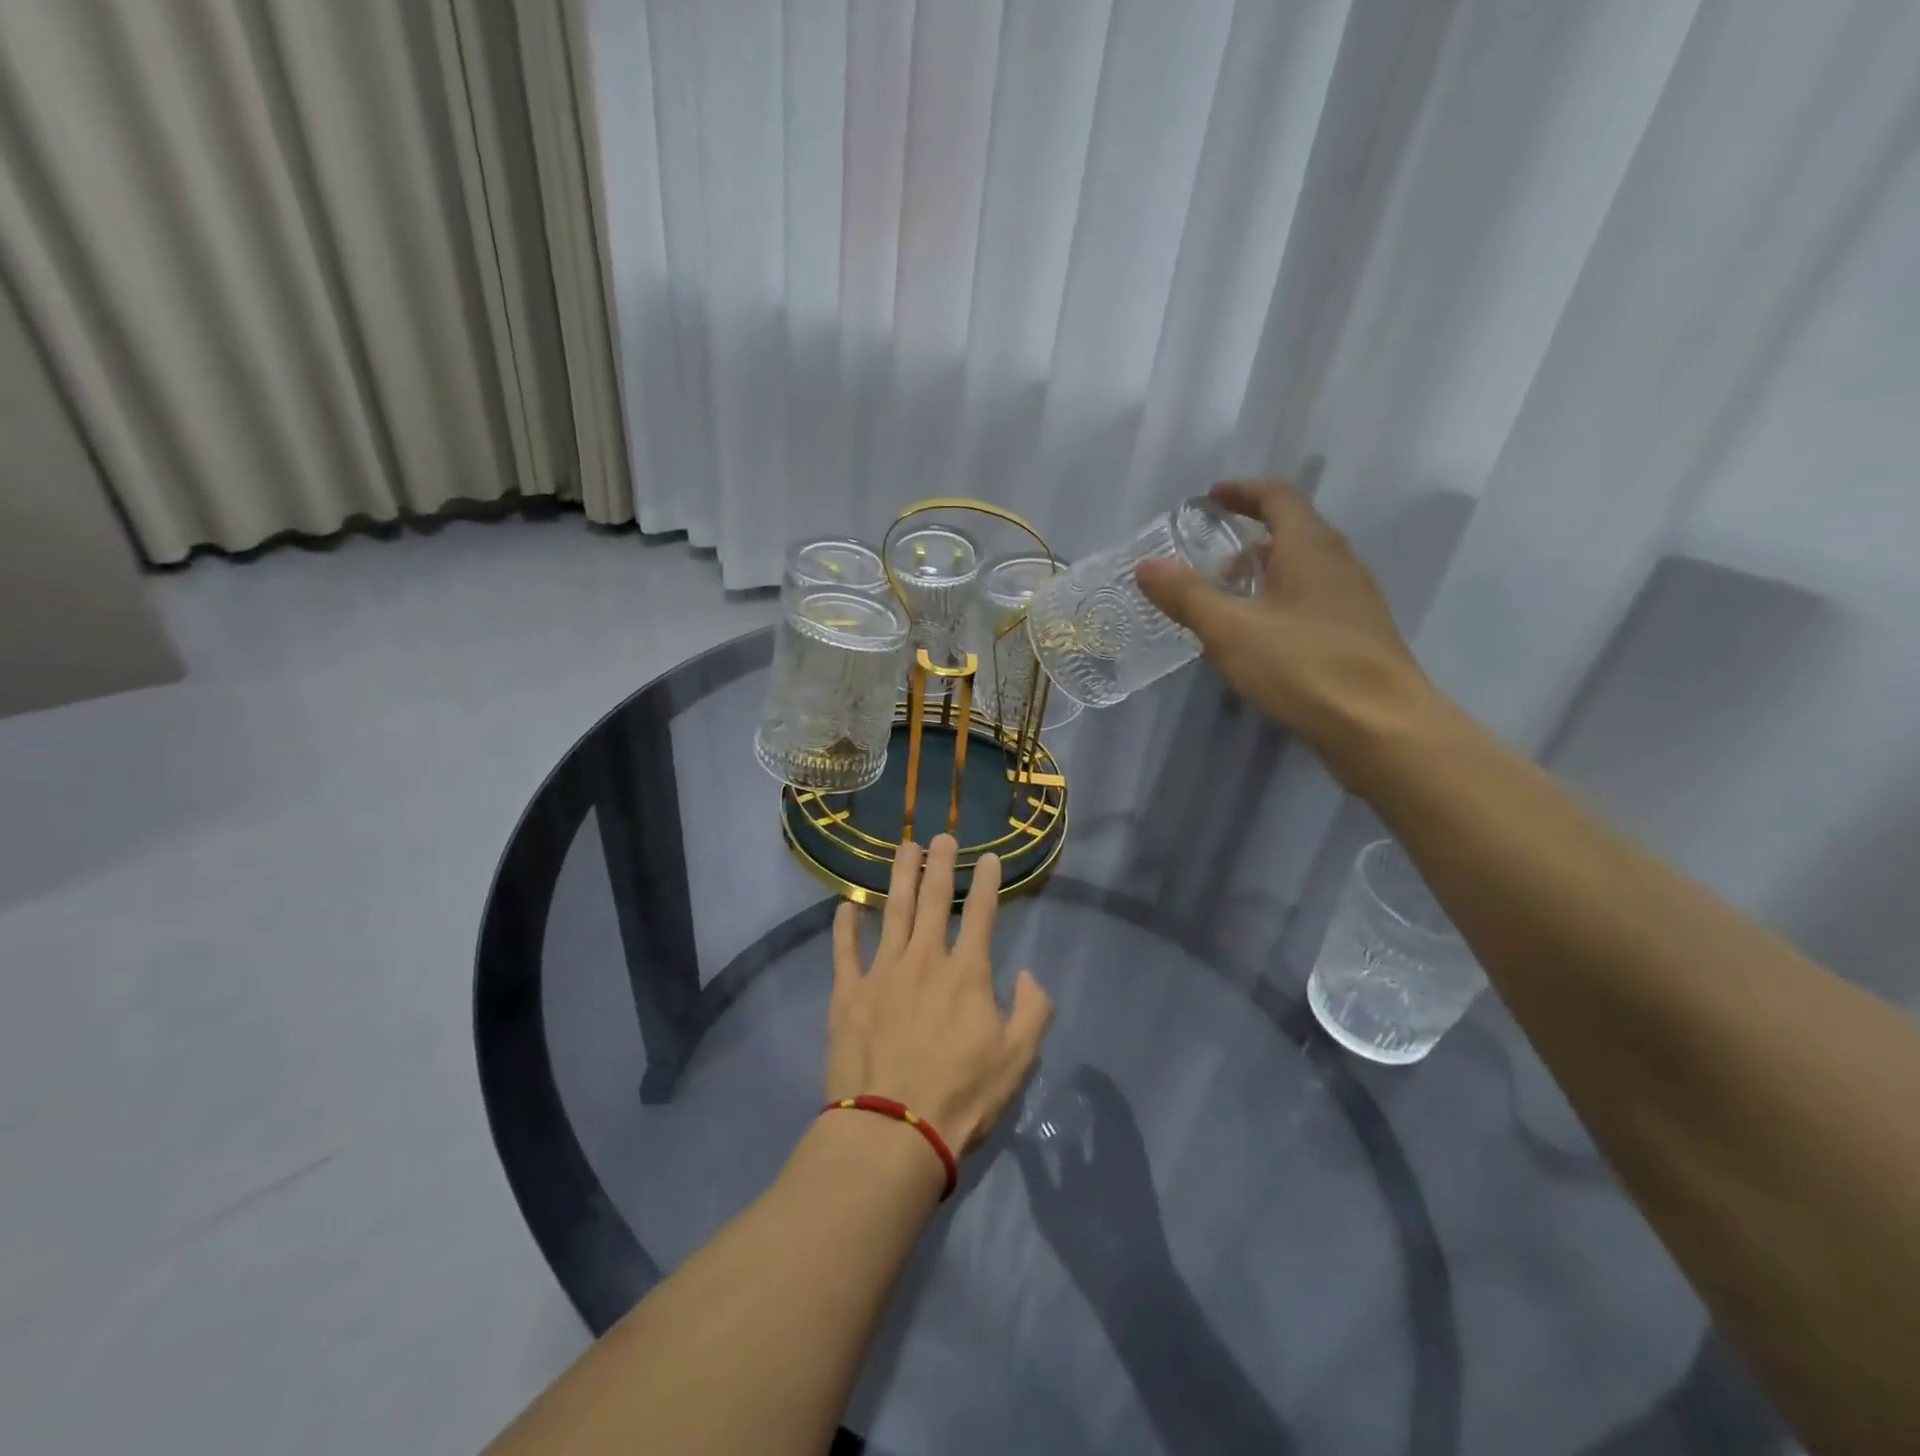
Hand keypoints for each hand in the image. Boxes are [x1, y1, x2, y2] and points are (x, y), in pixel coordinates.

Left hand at [827, 835, 1053, 1155]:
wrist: (892, 1131)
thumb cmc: (961, 1097)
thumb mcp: (1017, 1060)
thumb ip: (1033, 1011)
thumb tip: (1029, 976)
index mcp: (966, 973)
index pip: (980, 914)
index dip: (987, 882)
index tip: (989, 858)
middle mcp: (924, 959)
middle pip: (933, 900)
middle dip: (940, 864)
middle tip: (941, 836)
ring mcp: (881, 972)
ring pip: (892, 912)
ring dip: (899, 877)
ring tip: (904, 848)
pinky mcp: (848, 993)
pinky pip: (845, 950)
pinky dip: (845, 925)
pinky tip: (846, 906)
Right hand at [1013, 1066, 1175, 1303]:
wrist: (1136, 1289)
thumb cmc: (1091, 1240)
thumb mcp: (1052, 1204)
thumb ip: (1034, 1165)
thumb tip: (1016, 1131)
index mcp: (1110, 1144)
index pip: (1103, 1099)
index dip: (1088, 1081)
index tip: (1068, 1072)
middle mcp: (1127, 1148)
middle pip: (1115, 1109)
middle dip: (1096, 1093)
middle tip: (1070, 1084)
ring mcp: (1136, 1169)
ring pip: (1122, 1127)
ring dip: (1104, 1112)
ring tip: (1077, 1106)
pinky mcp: (1139, 1188)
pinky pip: (1125, 1145)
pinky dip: (1109, 1133)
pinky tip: (1089, 1142)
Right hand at [1136, 480, 1444, 778]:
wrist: (1382, 727)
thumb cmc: (1303, 667)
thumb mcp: (1230, 630)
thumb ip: (1187, 595)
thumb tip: (1147, 565)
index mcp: (1309, 547)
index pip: (1277, 497)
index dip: (1242, 492)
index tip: (1210, 498)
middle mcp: (1338, 562)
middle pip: (1293, 531)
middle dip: (1249, 537)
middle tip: (1210, 559)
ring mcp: (1354, 599)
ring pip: (1303, 569)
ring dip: (1264, 573)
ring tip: (1228, 601)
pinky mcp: (1358, 634)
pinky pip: (1312, 599)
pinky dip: (1280, 601)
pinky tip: (1260, 638)